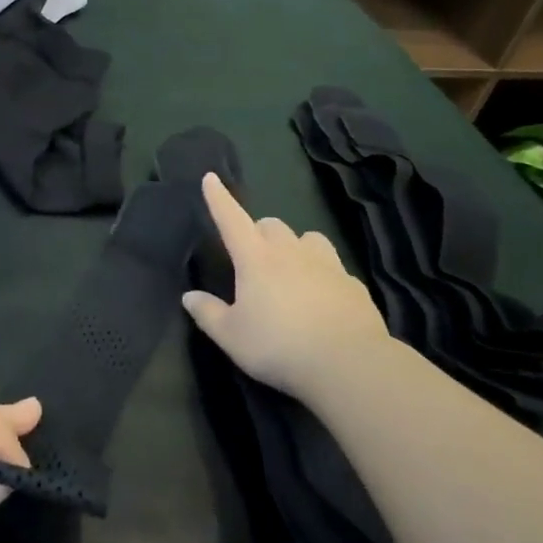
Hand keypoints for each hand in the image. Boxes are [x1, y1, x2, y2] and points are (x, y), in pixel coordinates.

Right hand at [182, 173, 392, 399]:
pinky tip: (322, 299)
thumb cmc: (279, 346)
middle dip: (259, 232)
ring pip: (308, 238)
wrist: (349, 363)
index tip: (210, 178)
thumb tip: (189, 296)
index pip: (231, 219)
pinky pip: (333, 267)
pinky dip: (323, 275)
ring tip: (292, 270)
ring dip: (296, 246)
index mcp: (255, 259)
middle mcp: (291, 252)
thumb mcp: (232, 337)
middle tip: (253, 258)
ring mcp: (326, 264)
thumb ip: (208, 314)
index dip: (219, 199)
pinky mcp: (353, 283)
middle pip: (272, 225)